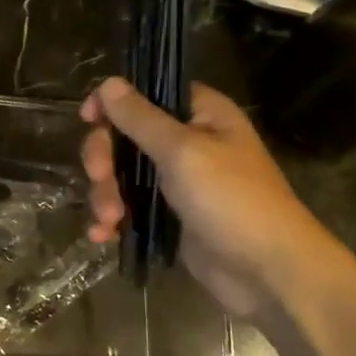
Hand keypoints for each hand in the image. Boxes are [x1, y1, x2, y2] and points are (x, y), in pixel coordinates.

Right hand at [81, 77, 334, 317]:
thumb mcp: (182, 152)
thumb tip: (109, 82)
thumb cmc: (232, 200)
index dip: (114, 103)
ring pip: (121, 175)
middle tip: (100, 177)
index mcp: (201, 115)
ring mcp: (176, 183)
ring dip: (105, 195)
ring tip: (109, 219)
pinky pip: (128, 209)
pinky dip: (112, 220)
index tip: (89, 119)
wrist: (267, 272)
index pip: (147, 93)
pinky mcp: (168, 218)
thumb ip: (141, 118)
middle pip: (125, 136)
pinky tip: (103, 236)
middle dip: (104, 159)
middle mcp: (187, 143)